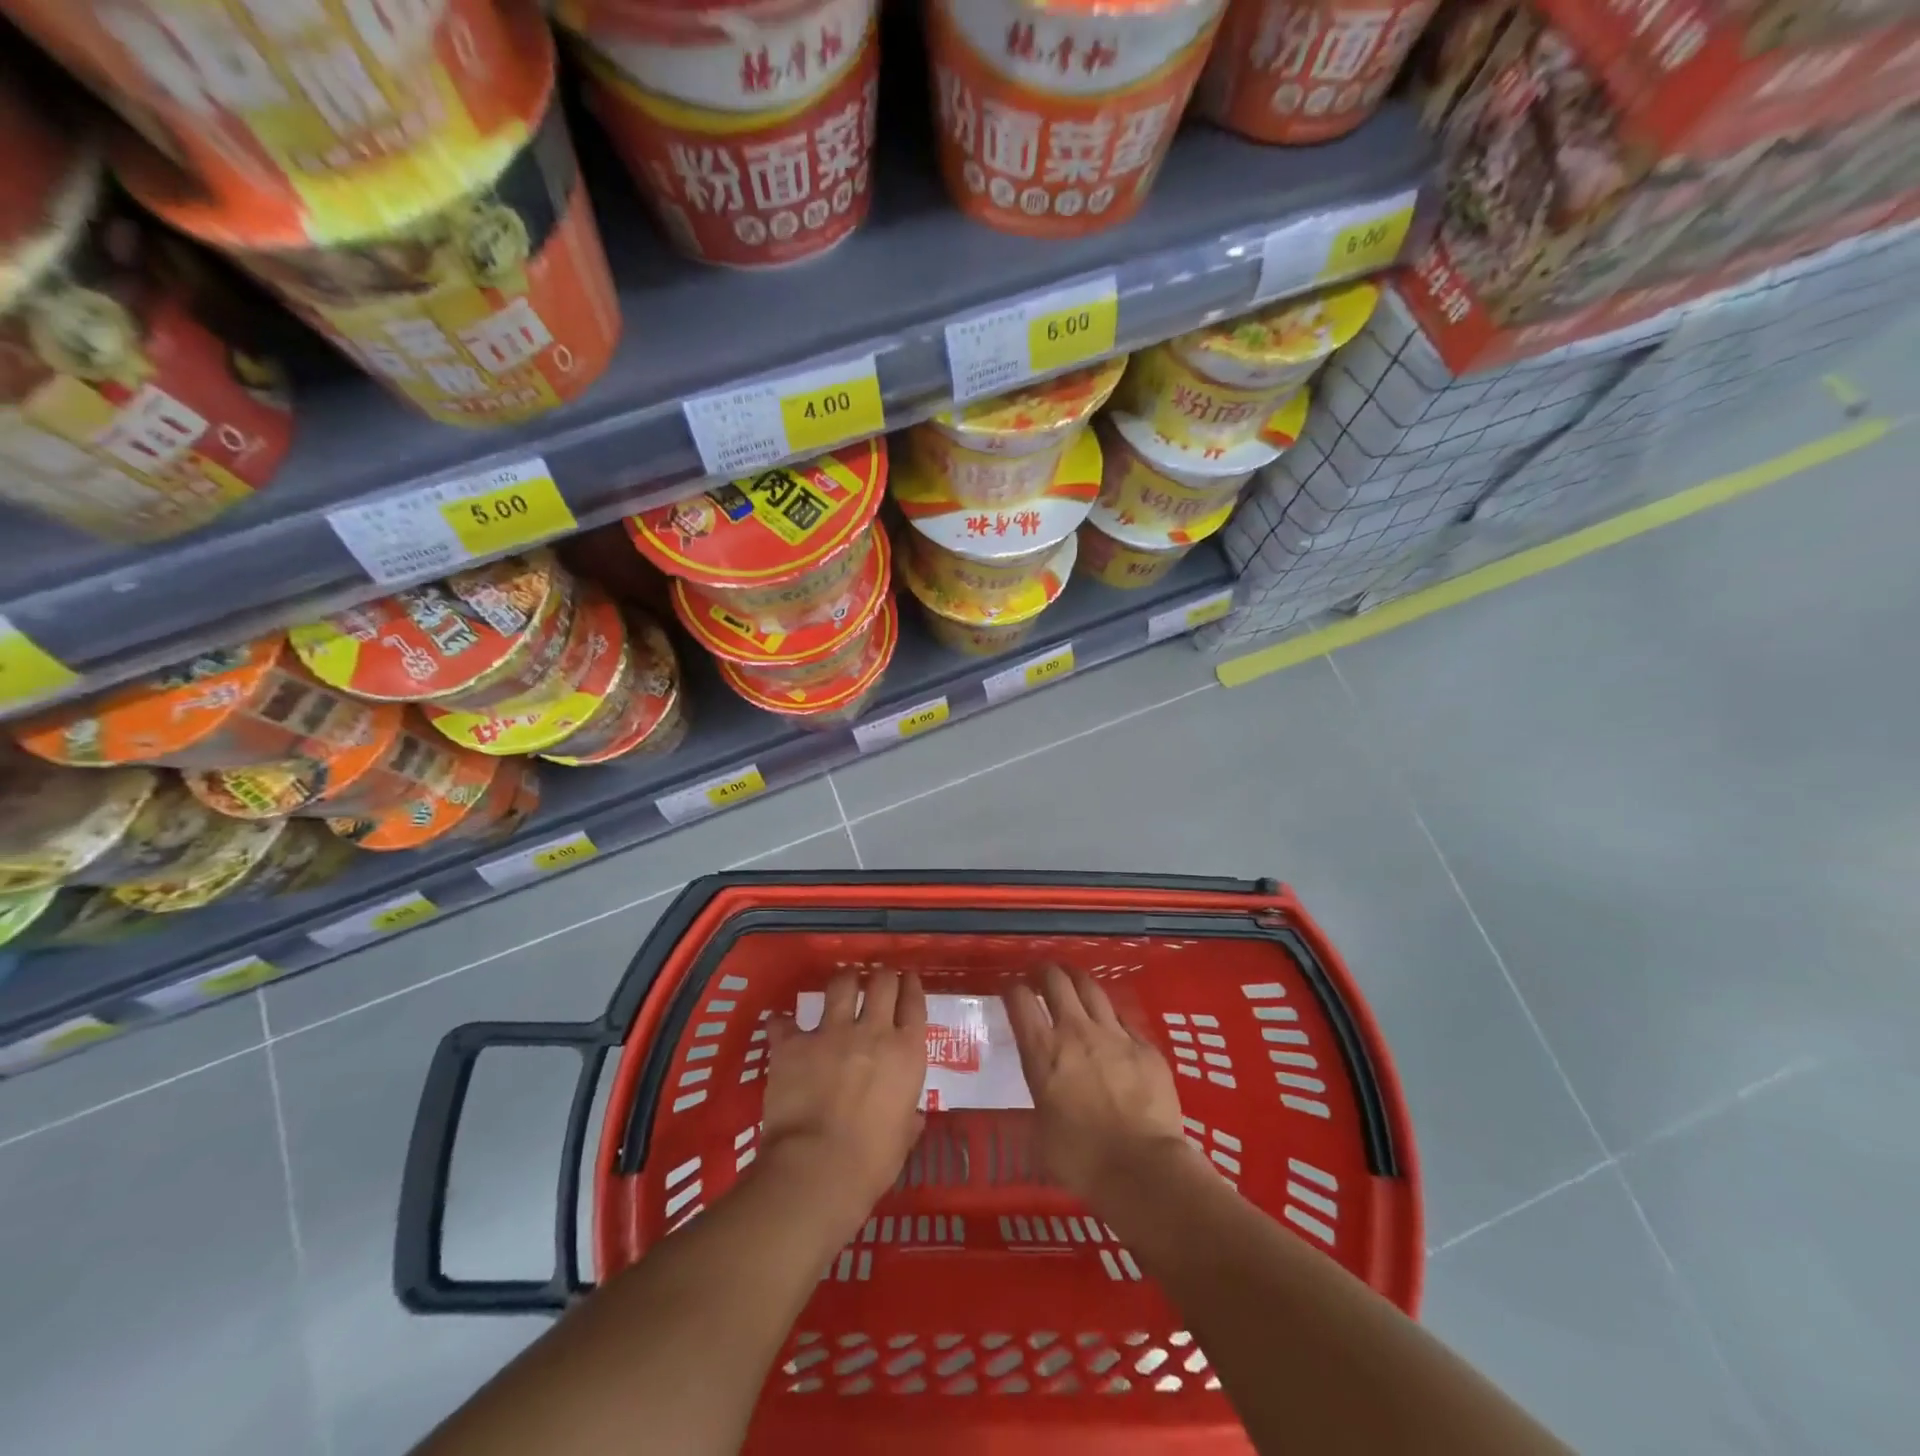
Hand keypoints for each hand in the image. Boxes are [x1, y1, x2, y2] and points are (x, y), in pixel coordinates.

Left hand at [760, 970, 926, 1230]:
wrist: (818, 1169)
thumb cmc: (872, 1162)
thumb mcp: (903, 1137)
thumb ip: (908, 1117)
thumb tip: (913, 1117)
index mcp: (906, 1052)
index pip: (914, 1004)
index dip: (911, 986)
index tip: (909, 978)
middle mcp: (873, 1031)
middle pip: (882, 982)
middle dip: (881, 975)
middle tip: (878, 976)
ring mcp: (831, 1033)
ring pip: (841, 985)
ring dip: (843, 979)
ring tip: (842, 980)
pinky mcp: (793, 1044)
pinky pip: (784, 1021)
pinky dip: (783, 1022)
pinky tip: (781, 1023)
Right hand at [1007, 966, 1194, 1200]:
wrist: (1142, 1168)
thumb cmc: (1081, 1159)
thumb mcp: (1040, 1132)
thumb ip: (1041, 1099)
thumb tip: (1044, 1095)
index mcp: (1043, 1052)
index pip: (1020, 1001)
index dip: (1013, 990)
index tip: (1012, 991)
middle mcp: (1075, 1031)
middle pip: (1056, 981)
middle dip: (1046, 972)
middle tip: (1042, 974)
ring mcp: (1114, 1034)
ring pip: (1092, 989)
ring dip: (1078, 979)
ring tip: (1073, 978)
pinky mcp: (1145, 1046)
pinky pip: (1124, 1019)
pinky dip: (1112, 1016)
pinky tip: (1112, 1021)